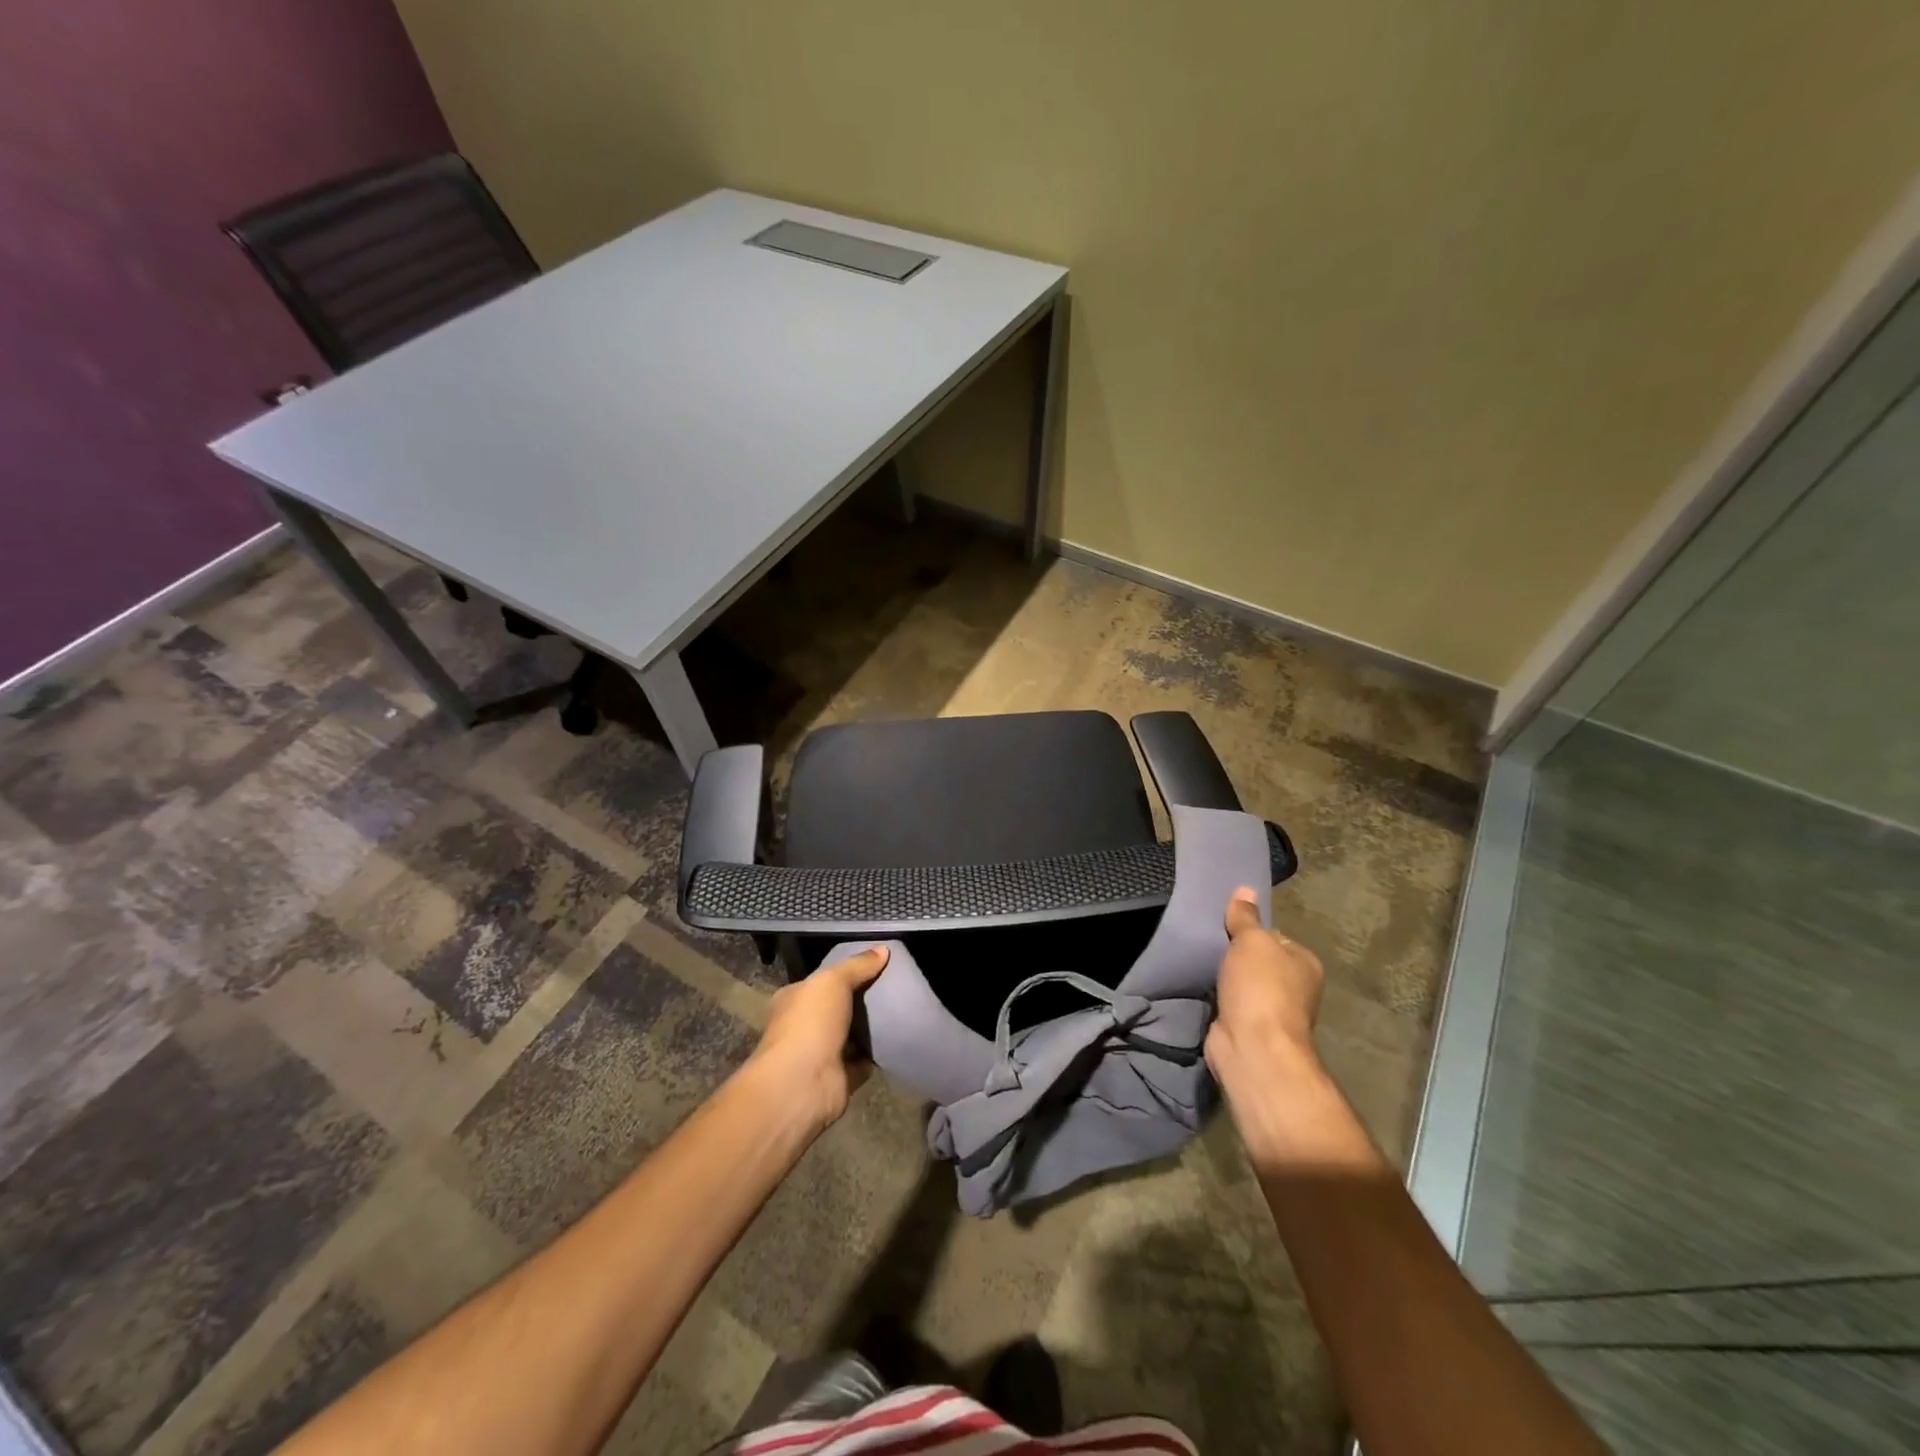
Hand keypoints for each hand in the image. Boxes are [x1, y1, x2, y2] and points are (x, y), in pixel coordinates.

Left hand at [744, 944, 888, 1130]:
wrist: (802, 1085)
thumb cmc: (810, 1024)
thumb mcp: (832, 981)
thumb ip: (857, 965)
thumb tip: (884, 949)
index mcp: (795, 998)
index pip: (823, 980)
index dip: (847, 971)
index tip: (877, 963)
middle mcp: (805, 1025)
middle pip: (840, 1006)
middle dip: (864, 998)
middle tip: (896, 984)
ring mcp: (822, 1052)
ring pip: (854, 1033)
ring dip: (873, 1026)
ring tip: (904, 1007)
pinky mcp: (841, 1076)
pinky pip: (865, 1058)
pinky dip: (879, 1052)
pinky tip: (900, 1036)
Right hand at [1205, 888, 1325, 1085]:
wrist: (1252, 1046)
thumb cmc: (1261, 987)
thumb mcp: (1252, 941)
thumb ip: (1245, 917)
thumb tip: (1246, 889)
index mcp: (1305, 964)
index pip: (1275, 937)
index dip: (1250, 930)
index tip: (1225, 928)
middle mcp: (1295, 988)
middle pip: (1258, 961)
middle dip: (1235, 956)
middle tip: (1209, 943)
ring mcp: (1272, 1011)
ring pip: (1243, 983)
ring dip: (1225, 978)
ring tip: (1201, 963)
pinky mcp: (1249, 1028)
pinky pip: (1230, 1002)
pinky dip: (1217, 997)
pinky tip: (1202, 988)